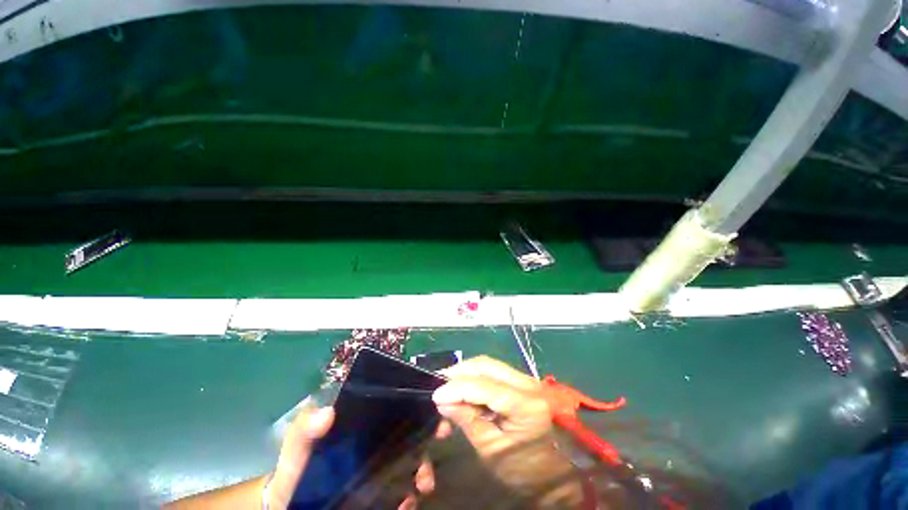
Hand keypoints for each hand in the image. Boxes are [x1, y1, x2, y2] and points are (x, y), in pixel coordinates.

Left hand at [267, 407, 437, 509]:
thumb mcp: (296, 450)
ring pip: (412, 464)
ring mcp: (381, 473)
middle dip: (427, 438)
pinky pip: (403, 495)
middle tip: (440, 437)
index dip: (416, 407)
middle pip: (410, 435)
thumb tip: (328, 413)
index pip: (394, 412)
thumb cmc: (296, 473)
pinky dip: (410, 499)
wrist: (294, 504)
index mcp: (365, 429)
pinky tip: (408, 503)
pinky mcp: (382, 497)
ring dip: (424, 470)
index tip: (433, 410)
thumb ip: (304, 431)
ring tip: (423, 483)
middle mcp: (378, 446)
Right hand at [432, 356, 581, 505]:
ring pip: (490, 365)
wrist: (562, 476)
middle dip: (460, 371)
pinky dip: (477, 377)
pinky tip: (466, 389)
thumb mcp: (493, 452)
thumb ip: (468, 421)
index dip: (456, 388)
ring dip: (467, 373)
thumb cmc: (528, 471)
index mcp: (525, 404)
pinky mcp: (525, 382)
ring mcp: (528, 380)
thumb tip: (444, 401)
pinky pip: (495, 372)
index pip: (483, 386)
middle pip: (486, 365)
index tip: (435, 395)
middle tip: (441, 384)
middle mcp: (528, 383)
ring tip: (450, 386)